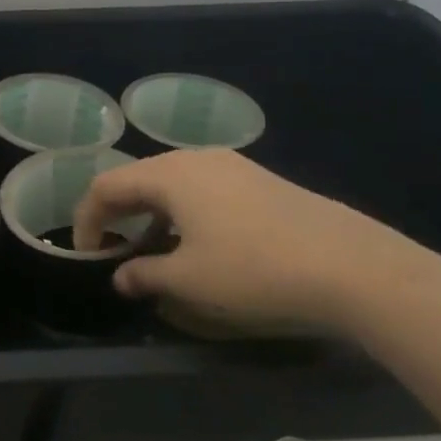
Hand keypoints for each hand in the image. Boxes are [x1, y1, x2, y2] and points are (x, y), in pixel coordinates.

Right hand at [72, 149, 440, 337]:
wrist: (354, 267)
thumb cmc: (254, 269)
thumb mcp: (188, 280)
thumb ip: (144, 275)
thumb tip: (120, 277)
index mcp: (170, 175)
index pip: (107, 186)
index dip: (87, 219)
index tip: (86, 254)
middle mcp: (196, 159)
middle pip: (138, 178)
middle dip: (116, 213)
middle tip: (110, 249)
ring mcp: (233, 166)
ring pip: (171, 183)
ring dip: (150, 213)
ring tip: (151, 249)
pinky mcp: (260, 181)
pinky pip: (202, 189)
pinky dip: (181, 211)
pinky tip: (196, 242)